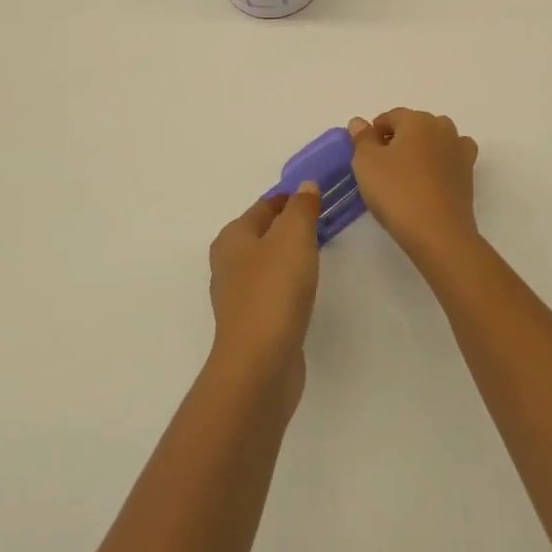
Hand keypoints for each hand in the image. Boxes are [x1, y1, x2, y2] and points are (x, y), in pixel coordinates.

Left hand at [207, 183, 321, 390]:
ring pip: (268, 263)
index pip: (265, 206)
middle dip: (289, 227)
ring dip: (289, 256)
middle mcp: (229, 263)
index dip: (291, 199)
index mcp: (233, 237)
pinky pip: (273, 291)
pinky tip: (305, 291)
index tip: (318, 198)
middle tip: (322, 224)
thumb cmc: (274, 289)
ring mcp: (238, 296)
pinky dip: (289, 285)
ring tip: (318, 254)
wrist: (260, 364)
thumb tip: (305, 187)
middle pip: (264, 234)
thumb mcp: (293, 236)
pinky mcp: (252, 324)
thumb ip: (301, 208)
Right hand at [348, 108, 480, 263]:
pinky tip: (430, 181)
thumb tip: (359, 122)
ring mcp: (459, 149)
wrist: (438, 232)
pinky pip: (451, 159)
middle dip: (398, 140)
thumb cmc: (397, 192)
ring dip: (421, 150)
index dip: (375, 133)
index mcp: (417, 120)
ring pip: (435, 140)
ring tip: (407, 175)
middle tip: (383, 167)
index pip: (391, 117)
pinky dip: (441, 164)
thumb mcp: (366, 163)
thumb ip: (362, 138)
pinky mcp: (469, 173)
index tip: (365, 155)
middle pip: (415, 126)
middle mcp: (442, 127)